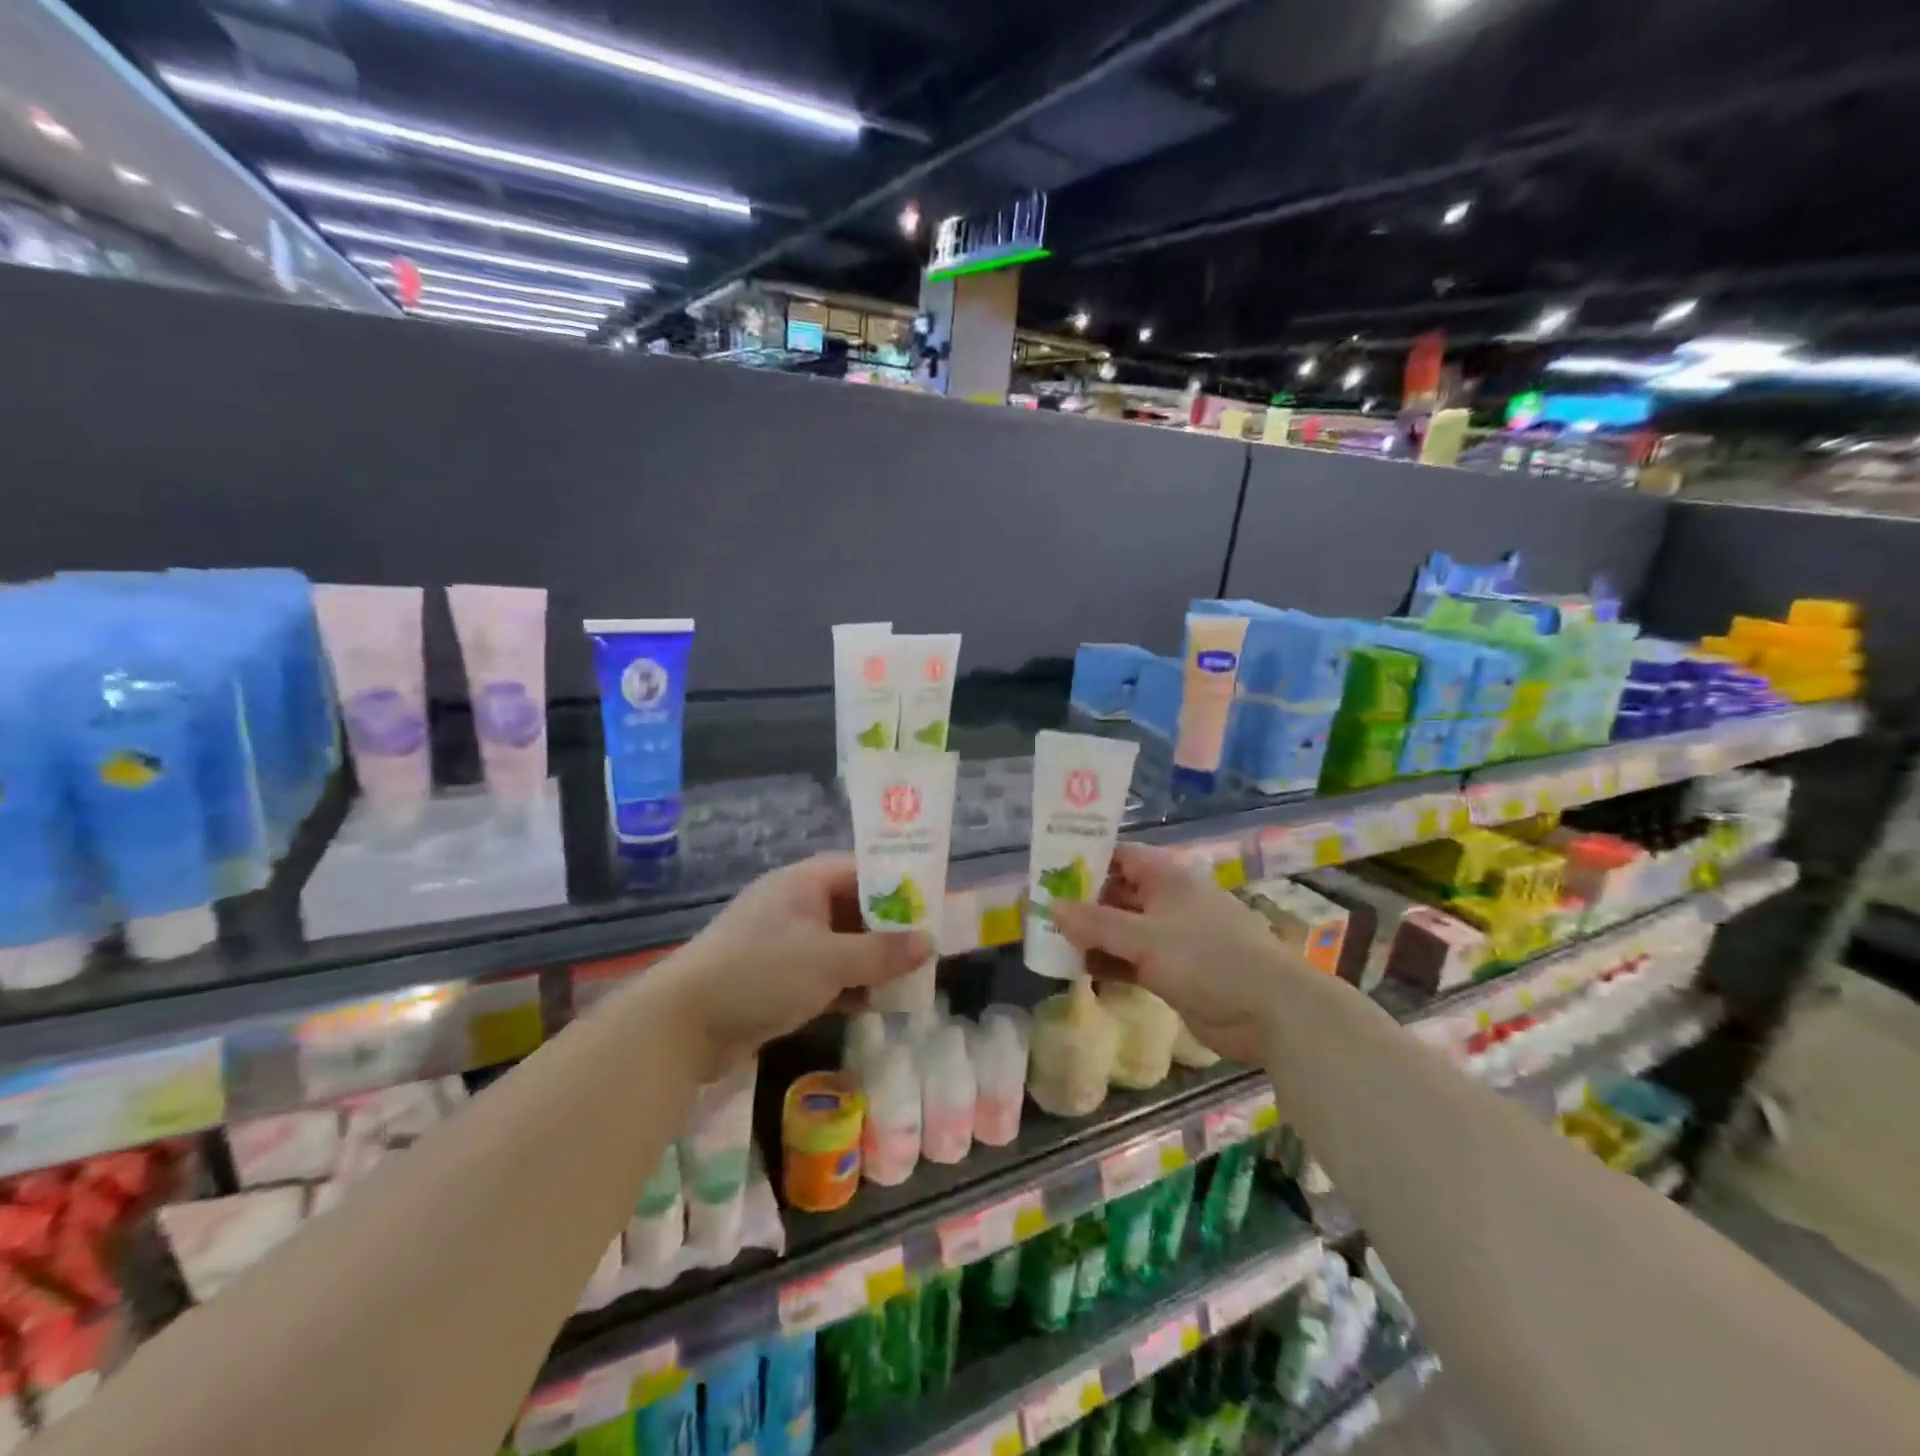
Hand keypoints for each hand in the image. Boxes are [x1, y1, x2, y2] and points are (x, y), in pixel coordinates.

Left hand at [662, 854, 930, 1076]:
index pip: (860, 871)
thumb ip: (882, 952)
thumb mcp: (829, 960)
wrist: (683, 1025)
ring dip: (871, 962)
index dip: (896, 885)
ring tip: (912, 979)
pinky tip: (877, 1005)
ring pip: (840, 946)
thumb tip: (928, 943)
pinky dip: (849, 986)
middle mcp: (794, 907)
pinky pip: (824, 976)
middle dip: (888, 930)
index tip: (930, 905)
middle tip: (926, 948)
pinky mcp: (776, 981)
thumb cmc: (761, 973)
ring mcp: (784, 945)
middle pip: (853, 909)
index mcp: (803, 883)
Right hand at [1050, 843, 1311, 1063]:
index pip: (1119, 856)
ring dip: (1093, 936)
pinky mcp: (1175, 970)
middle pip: (1117, 893)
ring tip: (1052, 943)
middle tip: (1043, 913)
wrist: (1271, 1011)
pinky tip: (1081, 970)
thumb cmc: (1207, 958)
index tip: (1050, 872)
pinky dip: (1110, 962)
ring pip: (1123, 929)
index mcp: (1166, 878)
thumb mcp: (1144, 938)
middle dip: (1083, 903)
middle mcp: (1168, 901)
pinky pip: (1133, 959)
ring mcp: (1173, 937)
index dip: (1085, 861)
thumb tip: (1051, 906)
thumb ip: (1095, 924)